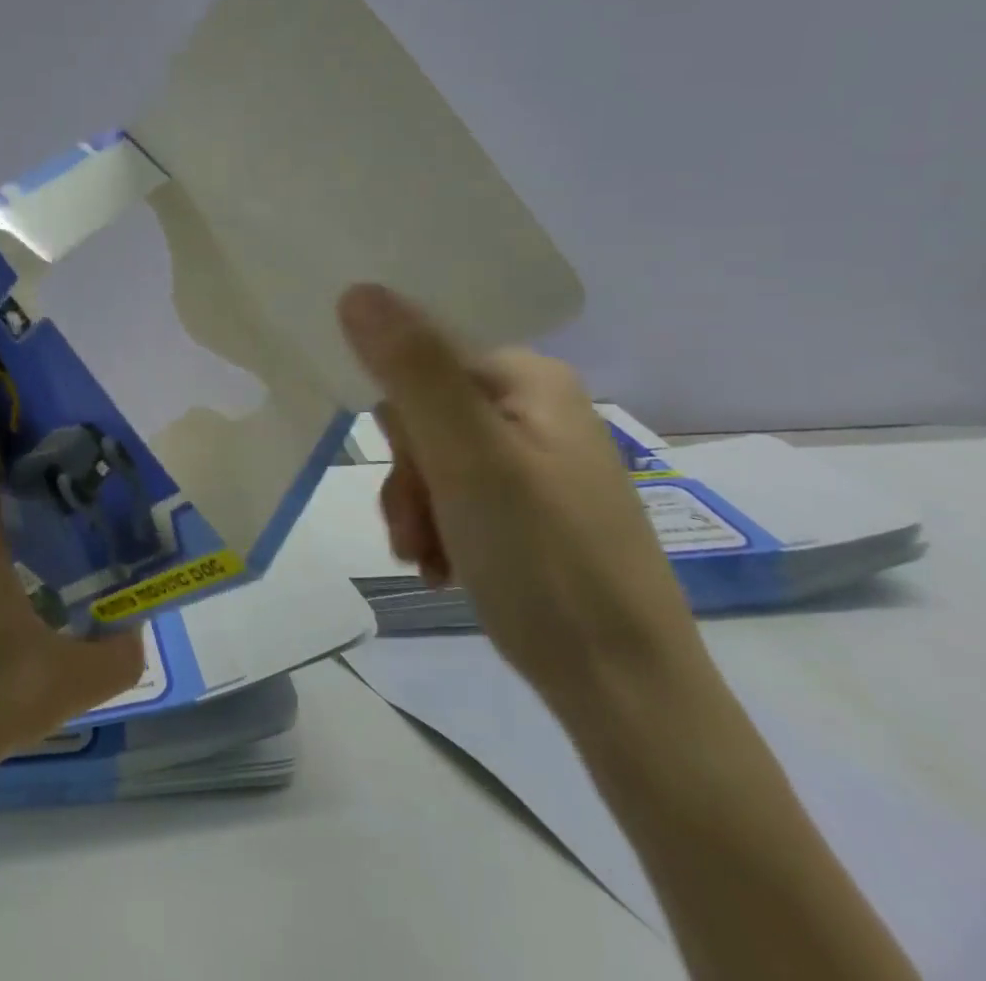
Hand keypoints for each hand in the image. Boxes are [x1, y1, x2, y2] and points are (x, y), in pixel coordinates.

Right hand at [336, 283, 706, 716]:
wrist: (628, 697)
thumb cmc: (545, 564)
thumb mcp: (467, 459)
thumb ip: (413, 369)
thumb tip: (357, 288)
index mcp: (530, 378)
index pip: (422, 361)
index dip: (397, 419)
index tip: (405, 475)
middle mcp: (536, 407)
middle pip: (425, 413)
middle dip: (407, 474)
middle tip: (415, 528)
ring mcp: (537, 459)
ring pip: (434, 459)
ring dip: (416, 508)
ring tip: (428, 561)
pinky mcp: (534, 506)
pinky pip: (459, 495)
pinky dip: (440, 529)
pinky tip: (444, 569)